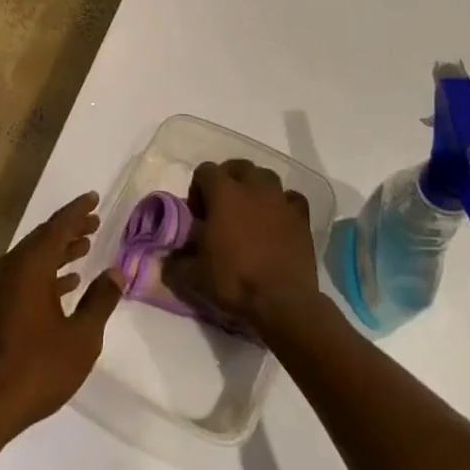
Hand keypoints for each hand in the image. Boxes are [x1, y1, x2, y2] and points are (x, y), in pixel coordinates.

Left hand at [0, 193, 121, 438]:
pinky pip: (25, 275)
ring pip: (33, 257)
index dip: (77, 211)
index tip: (93, 197)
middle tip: (94, 221)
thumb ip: (100, 301)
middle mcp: (10, 268)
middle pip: (43, 238)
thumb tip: (116, 272)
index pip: (58, 227)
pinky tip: (67, 283)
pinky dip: (47, 272)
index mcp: (29, 266)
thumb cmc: (37, 368)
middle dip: (69, 229)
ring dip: (59, 251)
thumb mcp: (81, 337)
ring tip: (85, 246)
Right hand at [165, 159, 320, 335]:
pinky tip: (277, 221)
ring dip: (256, 188)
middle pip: (239, 167)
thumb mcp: (193, 276)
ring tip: (250, 212)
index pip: (205, 171)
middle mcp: (253, 188)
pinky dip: (283, 204)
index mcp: (223, 193)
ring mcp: (280, 201)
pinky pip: (291, 198)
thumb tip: (167, 259)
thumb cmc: (234, 281)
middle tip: (222, 208)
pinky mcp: (302, 218)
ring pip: (266, 177)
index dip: (198, 189)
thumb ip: (176, 262)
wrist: (282, 302)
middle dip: (228, 180)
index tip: (198, 215)